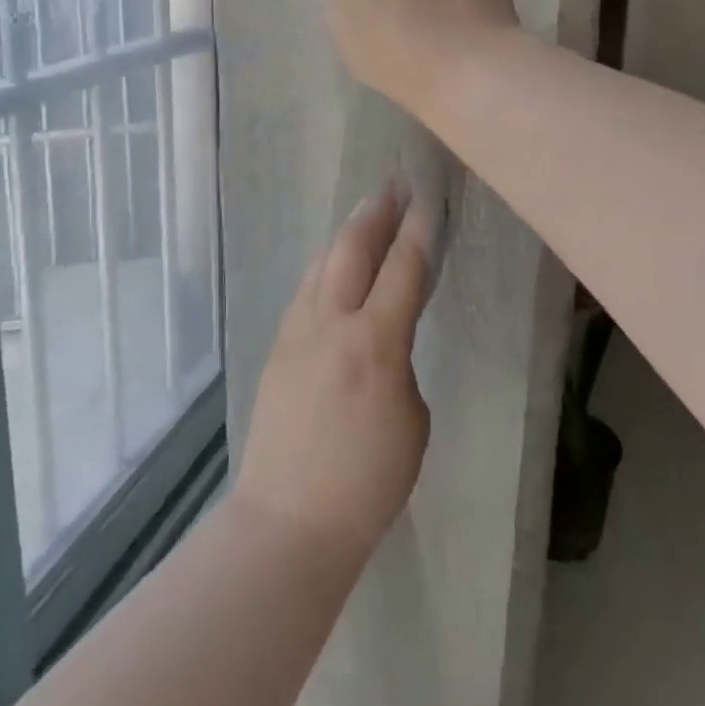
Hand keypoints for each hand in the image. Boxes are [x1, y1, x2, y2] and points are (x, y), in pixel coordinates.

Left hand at [233, 182, 435, 561]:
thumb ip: (401, 364)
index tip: (427, 197)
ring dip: (346, 234)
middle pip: (351, 248)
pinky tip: (333, 267)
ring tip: (365, 215)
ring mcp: (296, 332)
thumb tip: (385, 339)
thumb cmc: (367, 482)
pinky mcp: (276, 346)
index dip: (418, 229)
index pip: (402, 268)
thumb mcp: (411, 421)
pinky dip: (325, 267)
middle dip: (375, 212)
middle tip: (393, 185)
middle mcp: (330, 324)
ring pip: (321, 263)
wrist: (289, 520)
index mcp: (375, 343)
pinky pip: (305, 291)